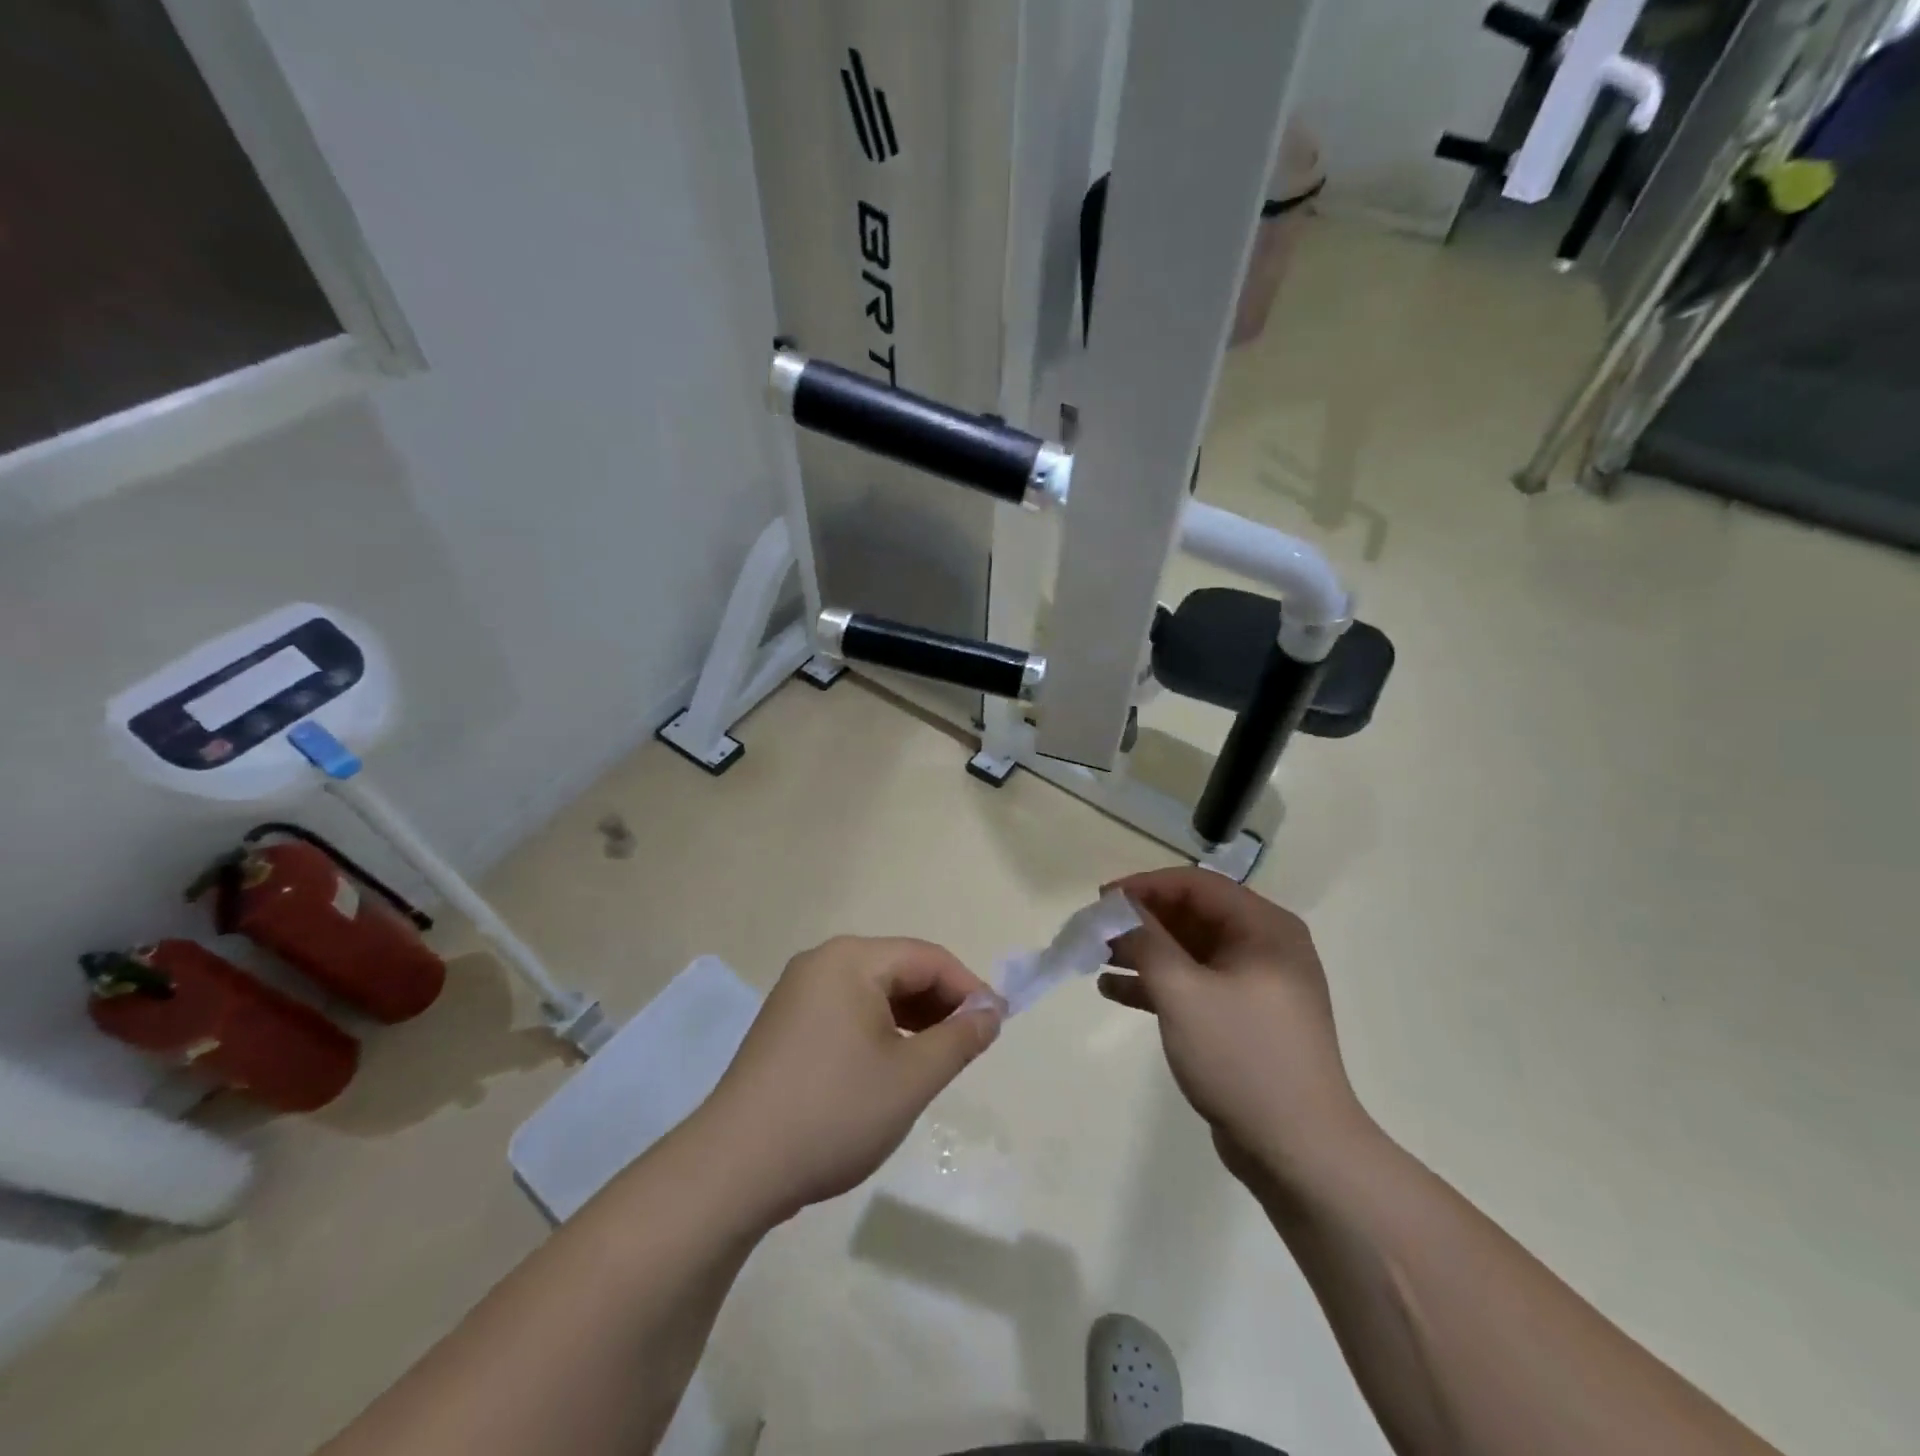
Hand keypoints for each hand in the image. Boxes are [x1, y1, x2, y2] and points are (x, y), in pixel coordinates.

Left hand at [697, 936, 1003, 1224]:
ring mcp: (798, 994)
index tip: (997, 1026)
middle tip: (970, 1047)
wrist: (734, 1169)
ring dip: (912, 1019)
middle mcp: (822, 963)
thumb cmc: (833, 1112)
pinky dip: (880, 1031)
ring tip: (936, 1060)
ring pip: (874, 993)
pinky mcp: (786, 1026)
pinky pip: (848, 1012)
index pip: (927, 958)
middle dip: (940, 1004)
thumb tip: (991, 1011)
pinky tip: (891, 1068)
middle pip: (900, 970)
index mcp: (851, 960)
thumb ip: (960, 1038)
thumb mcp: (911, 1077)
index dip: (969, 988)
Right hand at [1101, 868, 1371, 1185]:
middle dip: (1140, 922)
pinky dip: (1157, 985)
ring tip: (1095, 959)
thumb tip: (1119, 909)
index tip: (1101, 900)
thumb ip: (1147, 941)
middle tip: (1095, 931)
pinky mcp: (1243, 1019)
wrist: (1300, 1152)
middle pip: (1192, 916)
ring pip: (1189, 952)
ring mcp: (1255, 985)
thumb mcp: (1184, 992)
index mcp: (1264, 928)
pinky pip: (1194, 985)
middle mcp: (1264, 948)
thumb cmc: (1242, 1057)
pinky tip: (1114, 991)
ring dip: (1143, 952)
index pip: (1196, 885)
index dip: (1145, 886)